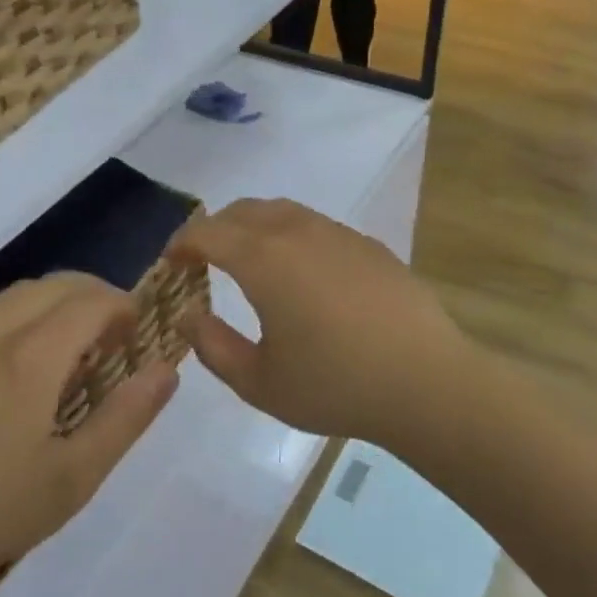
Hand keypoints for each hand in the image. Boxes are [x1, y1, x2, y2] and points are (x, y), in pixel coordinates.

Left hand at [0, 275, 179, 589]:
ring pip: (14, 296)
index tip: (139, 328)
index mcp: (30, 357)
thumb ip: (127, 417)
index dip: (122, 305)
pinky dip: (17, 320)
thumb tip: (168, 368)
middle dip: (93, 294)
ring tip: (70, 345)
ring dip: (54, 303)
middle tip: (114, 330)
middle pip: (53, 285)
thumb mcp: (74, 476)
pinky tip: (15, 369)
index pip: (89, 302)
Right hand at [170, 200, 469, 446]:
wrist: (426, 382)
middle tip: (203, 258)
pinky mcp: (367, 245)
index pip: (209, 232)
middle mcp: (297, 232)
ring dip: (253, 226)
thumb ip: (212, 346)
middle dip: (215, 228)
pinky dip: (290, 235)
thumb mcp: (258, 382)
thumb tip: (188, 314)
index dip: (182, 243)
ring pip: (282, 211)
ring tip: (248, 259)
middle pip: (243, 211)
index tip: (171, 261)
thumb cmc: (334, 385)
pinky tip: (301, 272)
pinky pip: (315, 226)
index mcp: (264, 259)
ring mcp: (337, 234)